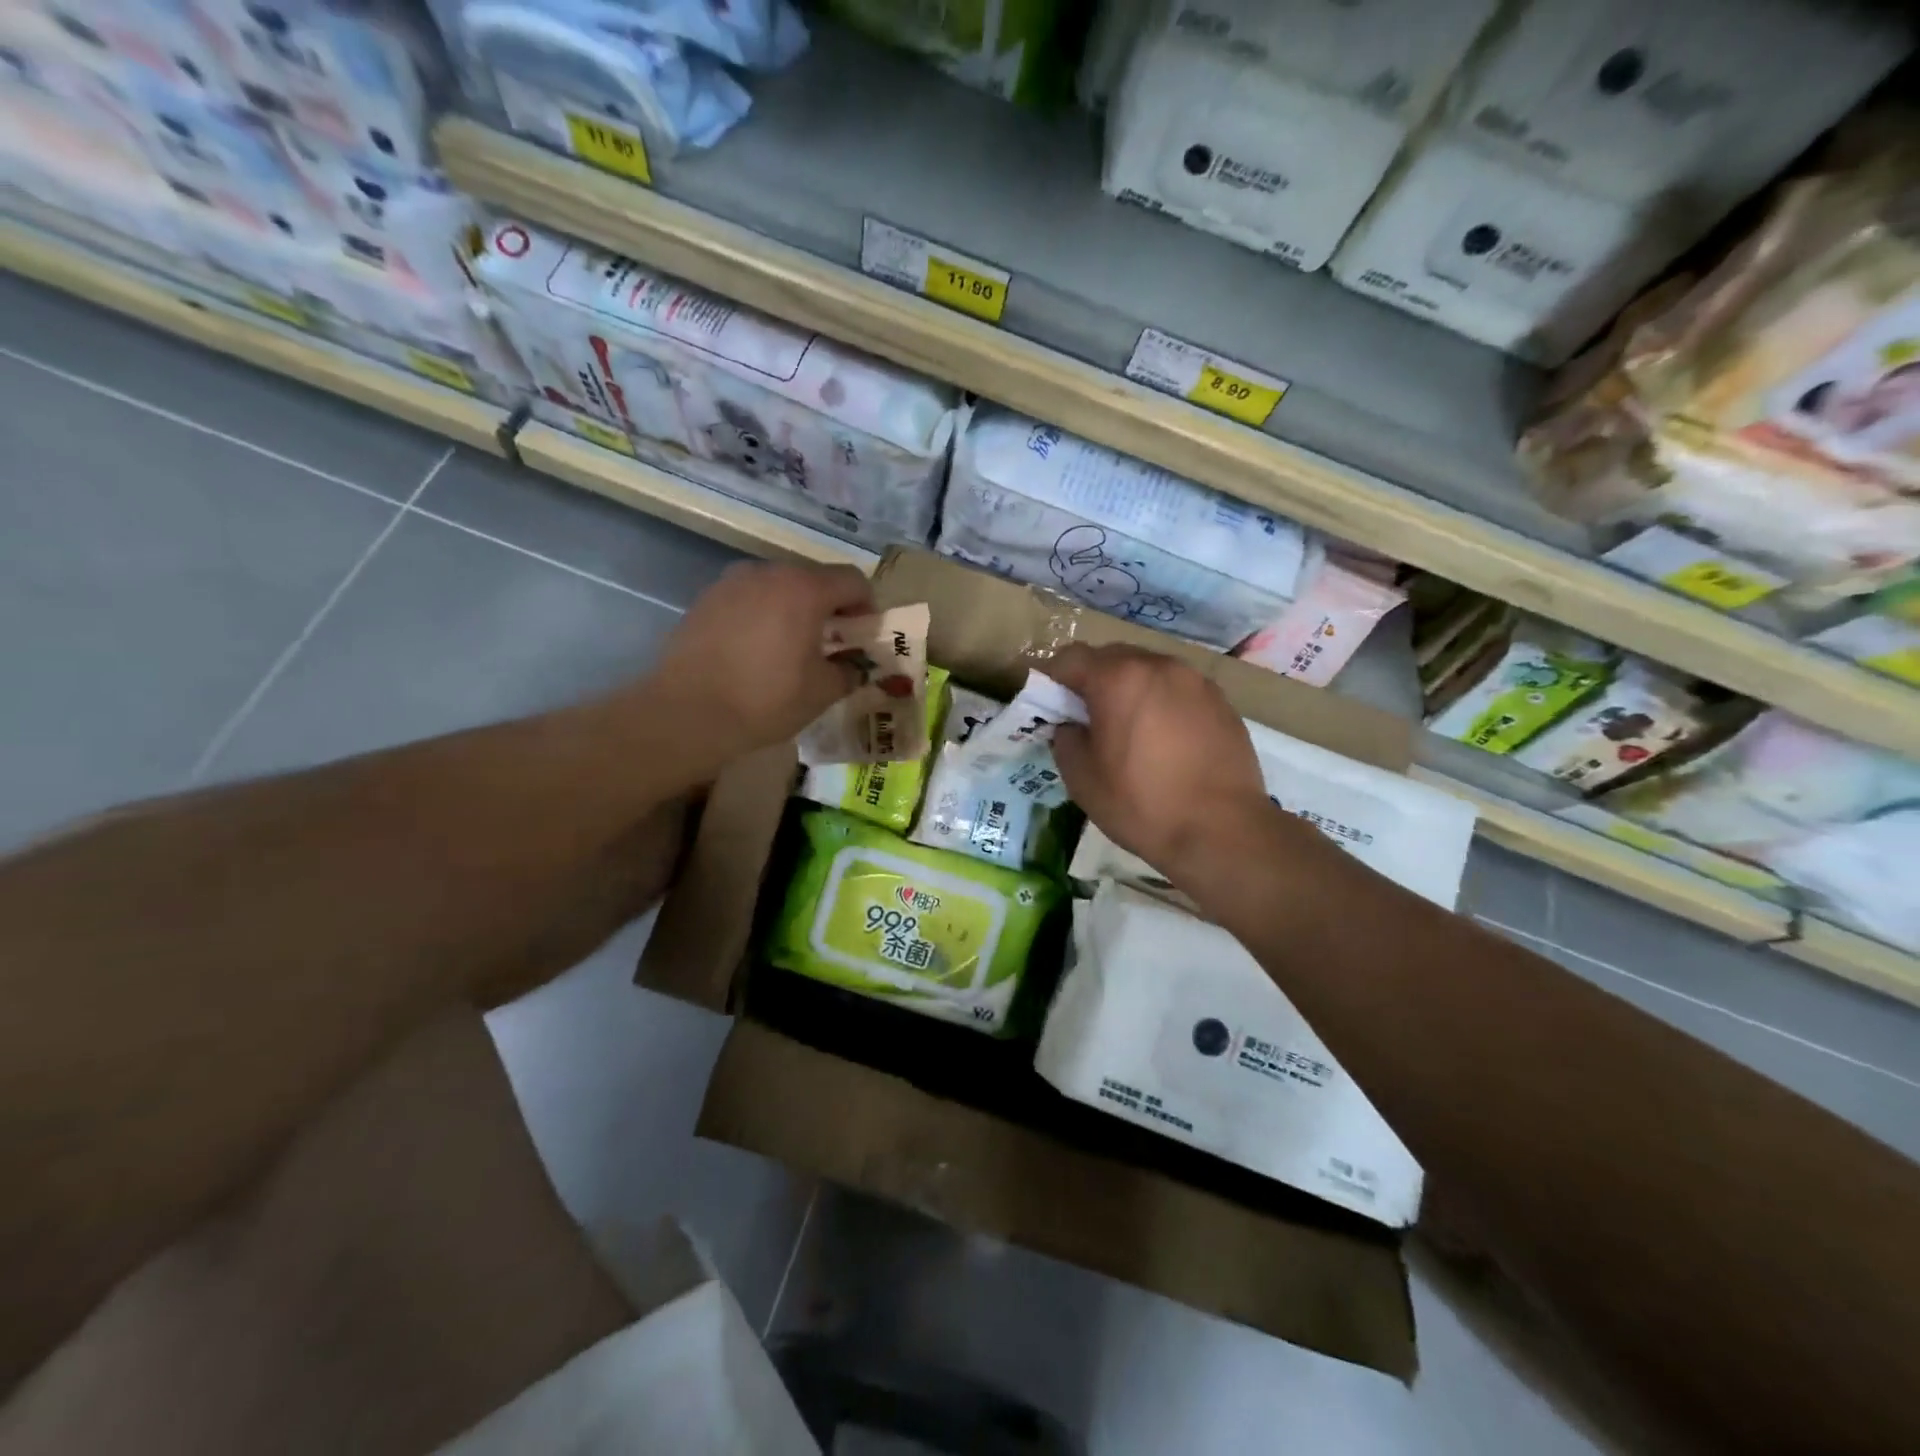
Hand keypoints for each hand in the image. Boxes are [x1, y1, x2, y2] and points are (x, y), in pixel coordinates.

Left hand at [643, 561, 873, 766]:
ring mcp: (732, 582)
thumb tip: (855, 666)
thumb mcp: (821, 692)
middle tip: (832, 642)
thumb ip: (849, 671)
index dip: (867, 605)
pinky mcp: (706, 599)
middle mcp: (769, 573)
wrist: (687, 713)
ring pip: (778, 587)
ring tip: (792, 646)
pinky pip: (749, 599)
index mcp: (804, 589)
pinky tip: (756, 650)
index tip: (864, 634)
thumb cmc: (765, 700)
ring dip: (794, 609)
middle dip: (830, 606)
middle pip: (814, 579)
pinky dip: (763, 615)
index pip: (853, 580)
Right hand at [1047, 643, 1282, 878]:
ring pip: (1149, 671)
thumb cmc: (1141, 804)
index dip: (1054, 679)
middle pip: (1113, 657)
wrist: (1222, 831)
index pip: (1071, 658)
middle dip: (1094, 680)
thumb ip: (1066, 739)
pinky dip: (1163, 704)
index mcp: (1118, 678)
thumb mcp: (1082, 778)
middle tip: (1089, 718)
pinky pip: (1179, 690)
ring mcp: (1196, 681)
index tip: (1051, 706)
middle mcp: (1159, 666)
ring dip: (1131, 690)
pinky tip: (1166, 741)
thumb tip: (1072, 727)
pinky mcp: (1222, 702)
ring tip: (1130, 729)